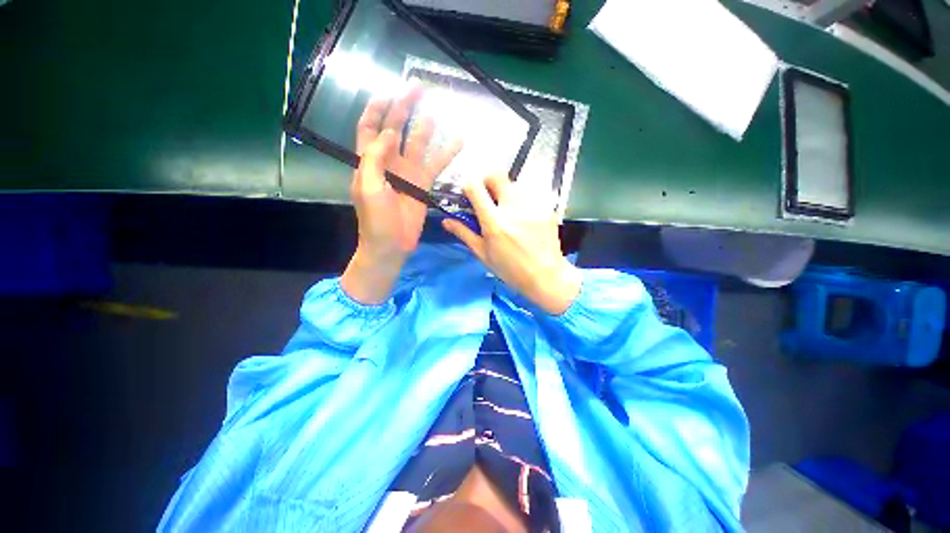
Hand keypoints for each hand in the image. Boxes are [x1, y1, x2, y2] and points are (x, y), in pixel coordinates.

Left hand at [342, 85, 461, 304]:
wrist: (391, 245)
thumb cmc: (375, 220)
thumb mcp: (370, 188)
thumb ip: (376, 158)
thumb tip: (390, 133)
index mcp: (369, 161)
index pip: (370, 127)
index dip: (377, 108)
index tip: (389, 92)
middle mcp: (389, 162)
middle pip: (395, 128)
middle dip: (404, 108)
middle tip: (417, 88)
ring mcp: (408, 173)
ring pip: (418, 144)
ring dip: (426, 127)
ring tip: (437, 111)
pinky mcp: (423, 185)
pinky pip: (435, 165)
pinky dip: (446, 153)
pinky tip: (458, 141)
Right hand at [442, 175, 581, 314]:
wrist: (546, 276)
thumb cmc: (510, 269)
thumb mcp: (484, 254)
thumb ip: (464, 234)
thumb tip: (446, 221)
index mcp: (494, 222)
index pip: (475, 187)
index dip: (468, 185)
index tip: (469, 193)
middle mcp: (513, 208)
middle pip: (497, 174)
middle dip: (488, 180)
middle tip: (488, 196)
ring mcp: (532, 205)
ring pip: (514, 183)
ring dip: (506, 191)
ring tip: (507, 210)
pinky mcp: (546, 207)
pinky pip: (530, 193)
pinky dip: (522, 200)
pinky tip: (524, 217)